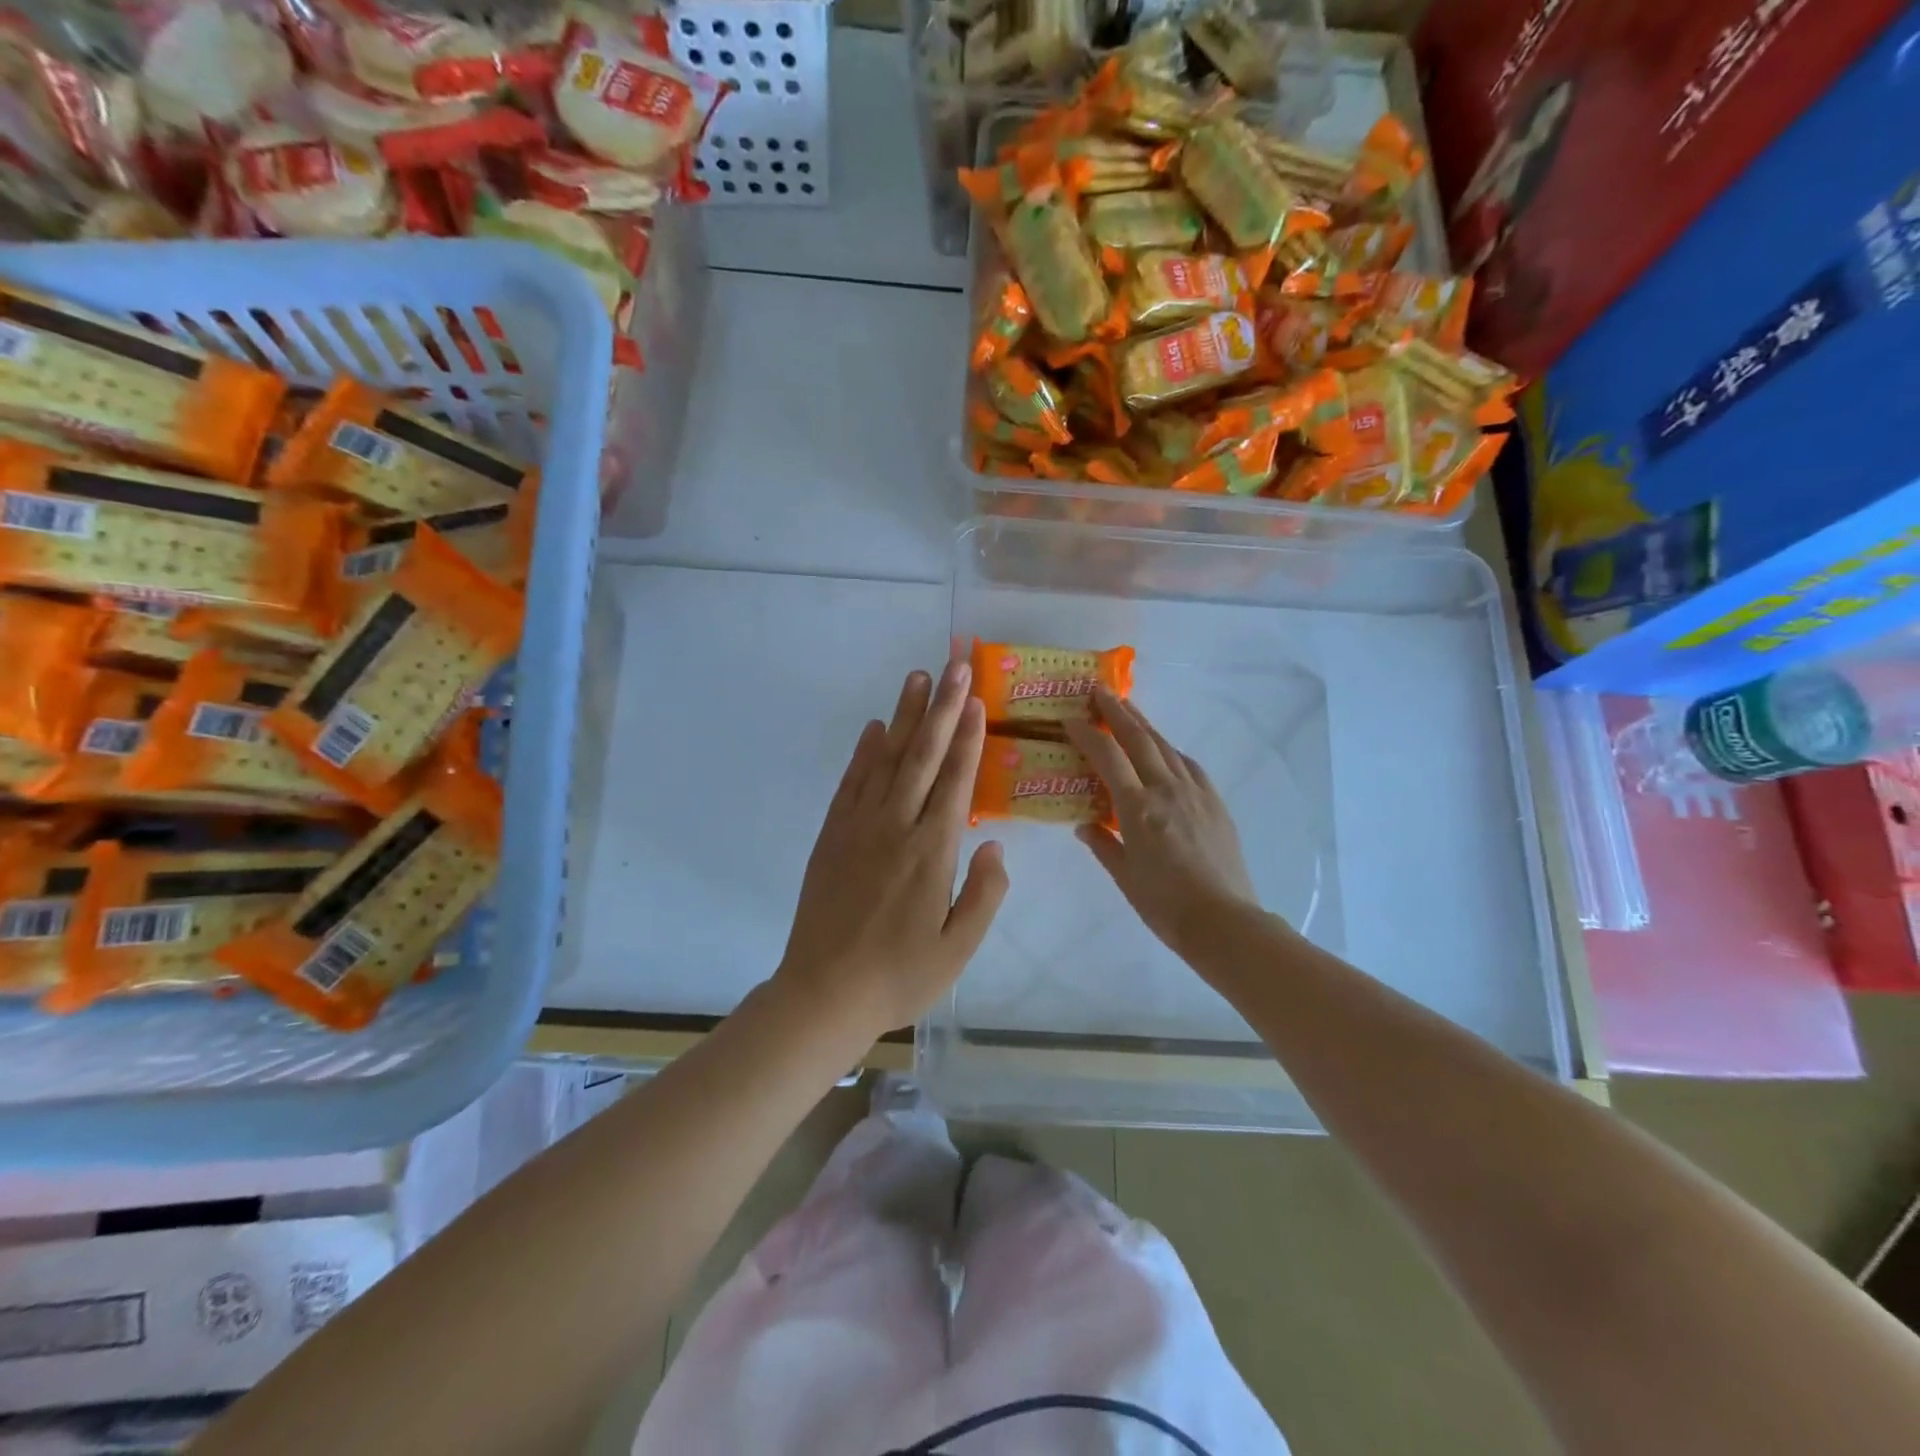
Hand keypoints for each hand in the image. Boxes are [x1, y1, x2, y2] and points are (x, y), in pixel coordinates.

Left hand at [774, 660, 1008, 1046]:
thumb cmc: (899, 976)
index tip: (975, 698)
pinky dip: (864, 753)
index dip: (967, 736)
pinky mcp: (831, 836)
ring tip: (916, 679)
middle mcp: (896, 827)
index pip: (955, 780)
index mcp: (932, 852)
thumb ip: (984, 894)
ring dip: (903, 717)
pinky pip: (851, 784)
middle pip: (922, 756)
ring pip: (885, 760)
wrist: (823, 994)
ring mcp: (858, 828)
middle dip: (940, 707)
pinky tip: (874, 730)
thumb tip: (994, 846)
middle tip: (952, 664)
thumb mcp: (958, 949)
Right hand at [1064, 687, 1259, 962]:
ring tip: (1128, 709)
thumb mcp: (1124, 876)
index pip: (1107, 757)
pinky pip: (1189, 766)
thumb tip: (1084, 824)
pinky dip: (1170, 751)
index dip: (1087, 734)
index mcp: (1138, 808)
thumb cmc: (1164, 904)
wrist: (1224, 921)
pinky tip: (1165, 751)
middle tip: (1099, 691)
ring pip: (1165, 747)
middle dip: (1117, 711)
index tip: (1070, 719)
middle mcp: (1166, 790)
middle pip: (1139, 739)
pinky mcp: (1214, 803)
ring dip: (1144, 725)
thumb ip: (1102, 843)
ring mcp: (1195, 793)